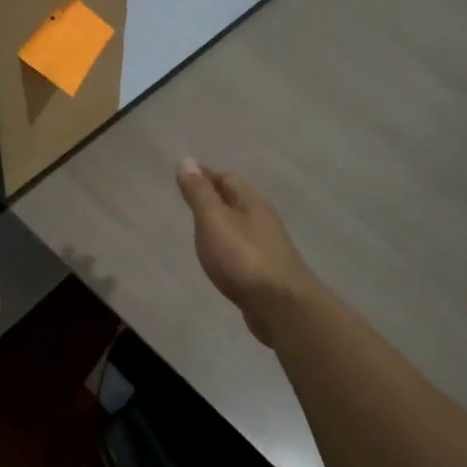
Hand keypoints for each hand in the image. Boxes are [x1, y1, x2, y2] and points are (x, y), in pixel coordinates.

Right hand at [175, 159, 315, 345]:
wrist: (281, 306)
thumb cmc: (243, 258)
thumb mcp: (214, 220)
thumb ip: (199, 193)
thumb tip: (186, 160)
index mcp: (251, 202)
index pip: (226, 178)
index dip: (205, 174)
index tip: (185, 172)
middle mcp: (262, 219)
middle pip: (236, 199)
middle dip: (215, 194)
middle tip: (190, 196)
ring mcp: (267, 246)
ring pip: (240, 224)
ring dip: (222, 220)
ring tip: (201, 225)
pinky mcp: (266, 271)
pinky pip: (242, 247)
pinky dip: (227, 243)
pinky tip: (219, 254)